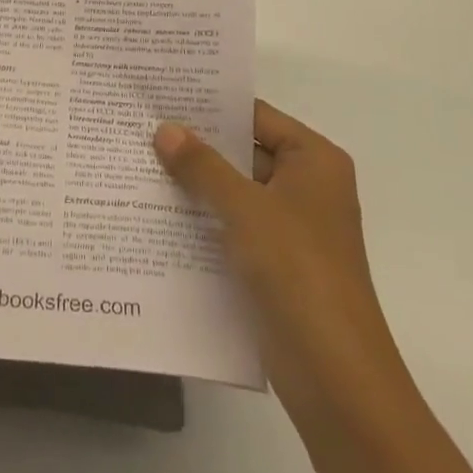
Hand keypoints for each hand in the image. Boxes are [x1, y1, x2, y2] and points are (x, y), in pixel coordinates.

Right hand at [154, 101, 408, 430]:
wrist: (334, 375)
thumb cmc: (297, 271)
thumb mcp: (245, 208)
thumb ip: (202, 166)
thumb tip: (164, 129)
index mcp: (313, 160)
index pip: (255, 116)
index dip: (211, 107)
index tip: (161, 97)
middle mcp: (306, 186)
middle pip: (244, 153)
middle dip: (195, 146)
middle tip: (139, 129)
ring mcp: (291, 228)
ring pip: (234, 193)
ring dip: (194, 185)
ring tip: (137, 165)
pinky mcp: (275, 264)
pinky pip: (232, 228)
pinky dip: (202, 220)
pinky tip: (156, 215)